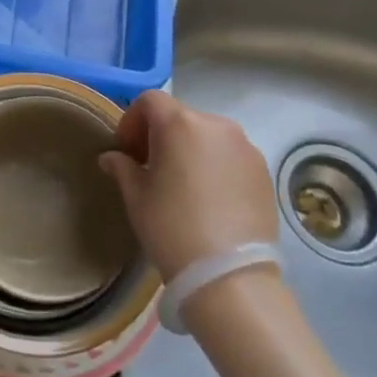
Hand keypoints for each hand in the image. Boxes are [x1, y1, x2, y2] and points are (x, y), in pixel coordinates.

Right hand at [98, 89, 277, 281]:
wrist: (229, 275)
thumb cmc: (172, 228)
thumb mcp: (137, 197)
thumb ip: (122, 168)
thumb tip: (112, 158)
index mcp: (180, 123)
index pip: (150, 101)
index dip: (133, 120)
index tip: (127, 150)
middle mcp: (216, 124)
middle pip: (180, 116)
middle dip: (161, 135)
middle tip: (151, 167)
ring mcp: (245, 146)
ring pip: (208, 135)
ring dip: (190, 148)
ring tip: (183, 184)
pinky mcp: (263, 170)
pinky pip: (231, 155)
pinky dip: (215, 164)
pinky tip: (210, 198)